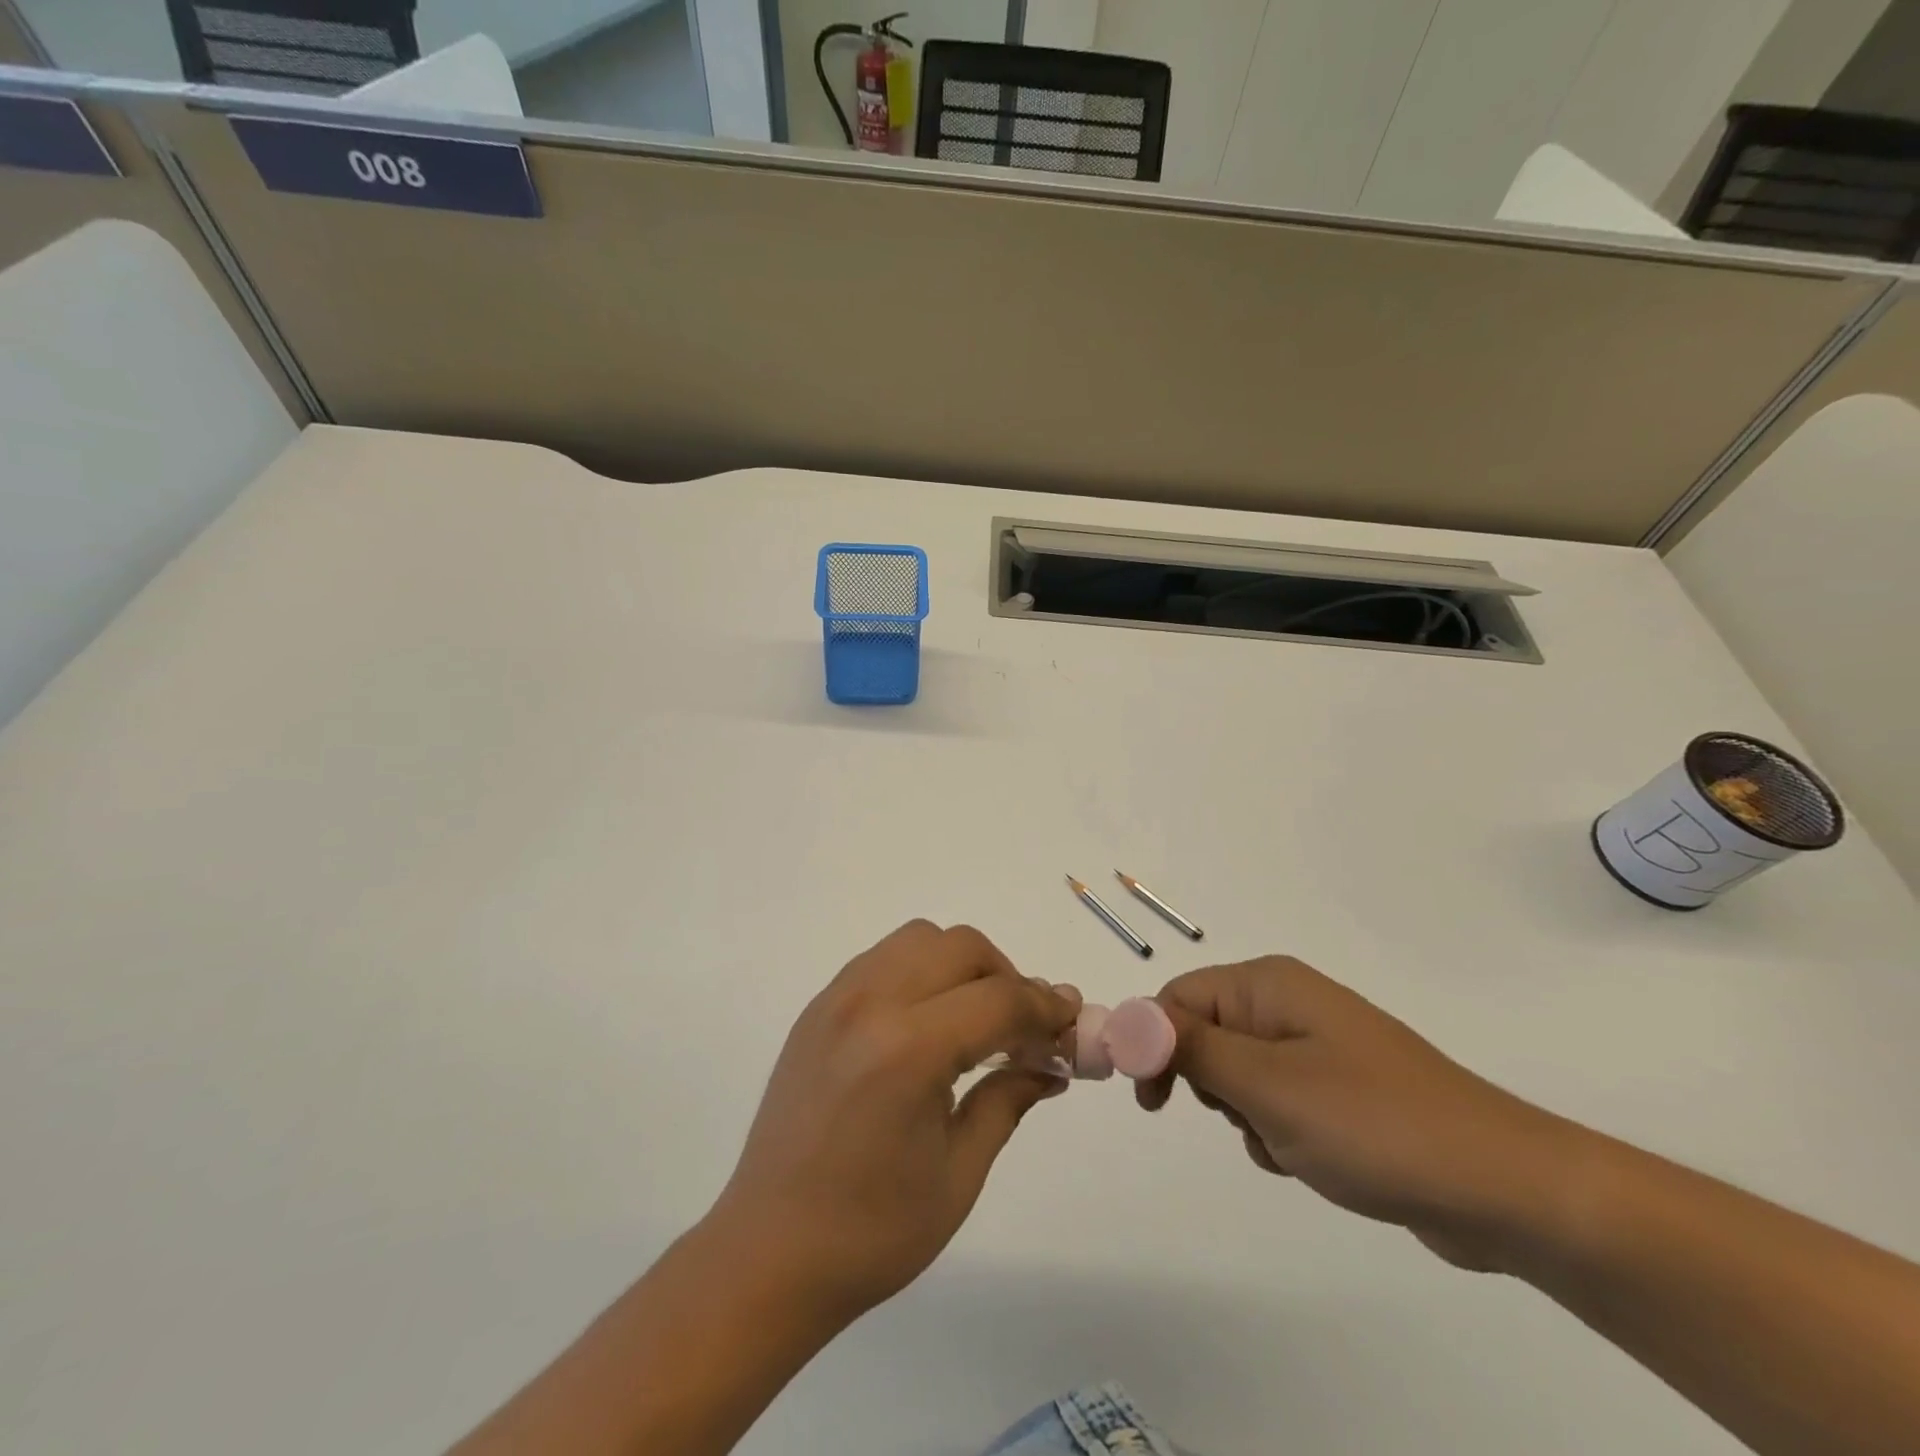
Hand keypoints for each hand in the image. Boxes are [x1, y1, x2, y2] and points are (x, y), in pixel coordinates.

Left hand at [711, 921, 1079, 1322]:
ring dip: (961, 965)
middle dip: (1006, 978)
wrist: (767, 1253)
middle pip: (962, 947)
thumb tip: (1051, 1064)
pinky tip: (926, 1023)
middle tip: (1022, 1029)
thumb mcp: (959, 1173)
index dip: (1046, 1008)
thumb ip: (1009, 1100)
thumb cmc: (872, 1231)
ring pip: (920, 939)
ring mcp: (837, 998)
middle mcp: (870, 1003)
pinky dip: (920, 971)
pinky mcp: (818, 1008)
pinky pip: (883, 959)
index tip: (1070, 1025)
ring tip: (974, 1020)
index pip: (1000, 998)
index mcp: (908, 1050)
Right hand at [1139, 957, 1581, 1268]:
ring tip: (1291, 1144)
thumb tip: (1123, 1018)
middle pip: (1205, 1033)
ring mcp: (1317, 1046)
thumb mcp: (1266, 1085)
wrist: (1502, 1188)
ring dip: (1246, 1115)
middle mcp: (1289, 1003)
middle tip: (1243, 1118)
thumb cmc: (1372, 1124)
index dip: (1152, 1041)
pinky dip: (1278, 1132)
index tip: (1150, 1100)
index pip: (1178, 996)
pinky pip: (1276, 1101)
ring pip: (1238, 1075)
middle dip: (1209, 1084)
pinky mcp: (1339, 1089)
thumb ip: (1188, 1047)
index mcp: (1269, 985)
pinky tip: (1314, 1160)